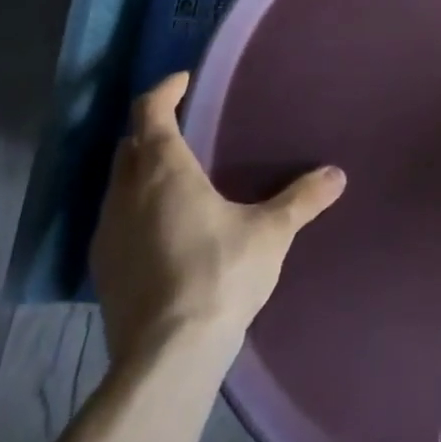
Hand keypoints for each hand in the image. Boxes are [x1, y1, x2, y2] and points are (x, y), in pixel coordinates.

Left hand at [91, 72, 345, 364]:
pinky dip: (136, 208)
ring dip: (142, 171)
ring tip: (179, 178)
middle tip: (186, 127)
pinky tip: (165, 228)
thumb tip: (337, 175)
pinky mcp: (103, 271)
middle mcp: (126, 194)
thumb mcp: (271, 232)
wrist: (165, 360)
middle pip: (129, 145)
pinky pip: (116, 220)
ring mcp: (107, 234)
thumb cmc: (219, 275)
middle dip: (153, 129)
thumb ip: (302, 199)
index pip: (150, 111)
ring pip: (119, 184)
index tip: (184, 81)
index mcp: (163, 170)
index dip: (165, 90)